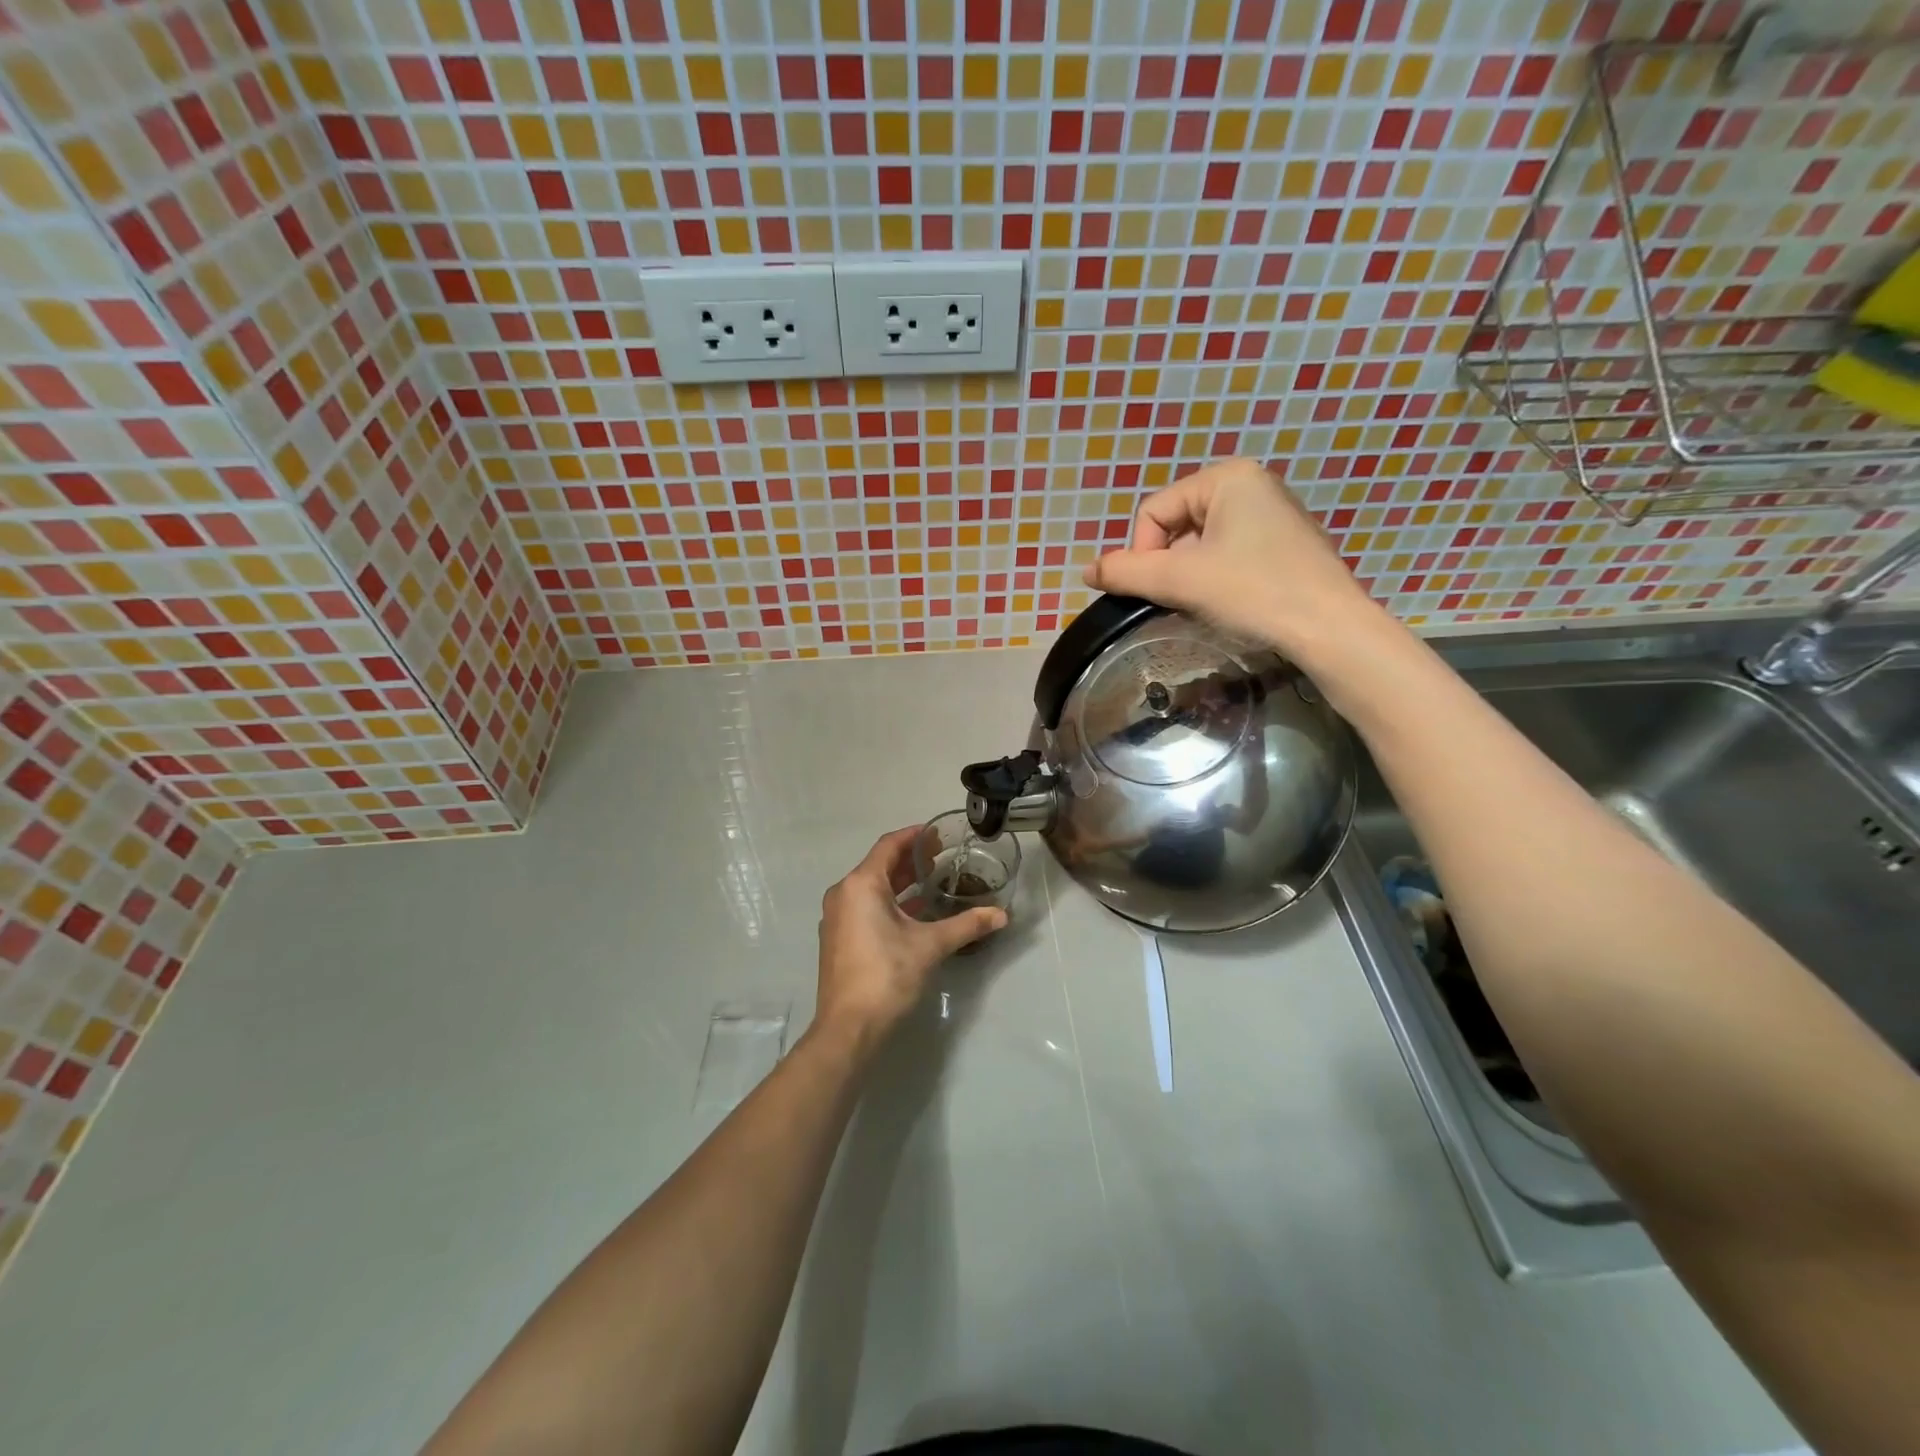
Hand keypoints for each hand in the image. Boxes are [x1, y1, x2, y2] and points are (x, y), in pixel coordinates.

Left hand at [814, 826, 1006, 1047]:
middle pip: (880, 865)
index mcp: (861, 885)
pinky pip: (865, 907)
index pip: (889, 846)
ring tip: (934, 880)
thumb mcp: (931, 945)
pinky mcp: (839, 939)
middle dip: (911, 859)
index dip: (915, 835)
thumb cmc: (887, 975)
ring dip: (902, 882)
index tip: (939, 832)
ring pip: (872, 888)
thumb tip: (1002, 915)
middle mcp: (843, 894)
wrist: (849, 1027)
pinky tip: (916, 912)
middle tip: (943, 856)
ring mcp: (837, 918)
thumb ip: (967, 925)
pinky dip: (890, 902)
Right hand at [1083, 458, 1379, 660]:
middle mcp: (1252, 484)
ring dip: (1191, 575)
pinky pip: (1229, 553)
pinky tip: (1232, 602)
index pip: (1154, 511)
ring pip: (1201, 544)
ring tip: (1208, 603)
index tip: (1158, 588)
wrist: (1329, 629)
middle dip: (1170, 565)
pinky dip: (1217, 578)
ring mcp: (1272, 514)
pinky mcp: (1285, 544)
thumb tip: (1086, 572)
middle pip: (1177, 525)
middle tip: (1183, 598)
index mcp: (1227, 477)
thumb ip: (1126, 573)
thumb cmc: (1253, 592)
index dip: (1143, 553)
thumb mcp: (1179, 581)